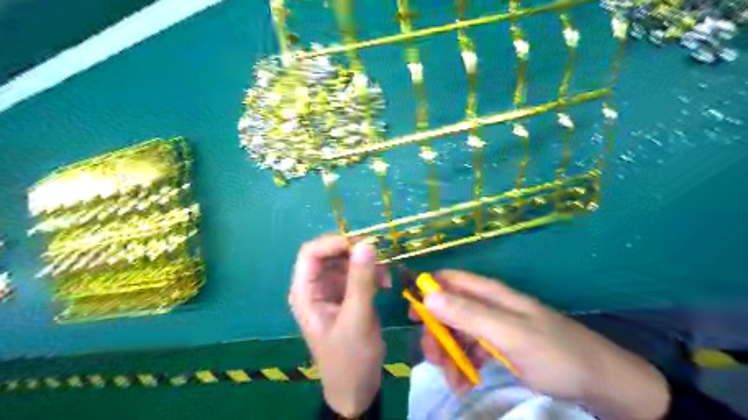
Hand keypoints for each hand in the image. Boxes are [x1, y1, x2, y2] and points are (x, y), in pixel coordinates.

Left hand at [288, 234, 392, 417]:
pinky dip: (372, 274)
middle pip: (330, 254)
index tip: (361, 244)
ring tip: (385, 276)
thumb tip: (366, 243)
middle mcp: (315, 287)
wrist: (358, 387)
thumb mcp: (357, 318)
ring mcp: (332, 290)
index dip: (333, 242)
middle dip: (354, 252)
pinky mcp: (347, 295)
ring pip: (346, 261)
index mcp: (305, 292)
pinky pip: (358, 274)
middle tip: (379, 256)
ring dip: (366, 264)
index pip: (310, 253)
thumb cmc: (350, 357)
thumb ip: (361, 281)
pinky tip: (385, 285)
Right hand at [418, 270, 669, 417]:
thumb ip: (467, 314)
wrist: (600, 381)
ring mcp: (493, 326)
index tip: (413, 317)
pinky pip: (470, 350)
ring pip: (456, 332)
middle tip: (434, 359)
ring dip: (448, 354)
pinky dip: (463, 365)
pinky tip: (465, 382)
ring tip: (454, 380)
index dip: (426, 292)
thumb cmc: (554, 352)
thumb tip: (427, 295)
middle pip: (447, 309)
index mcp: (488, 293)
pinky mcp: (499, 345)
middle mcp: (487, 305)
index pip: (447, 280)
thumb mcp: (508, 333)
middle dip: (436, 333)